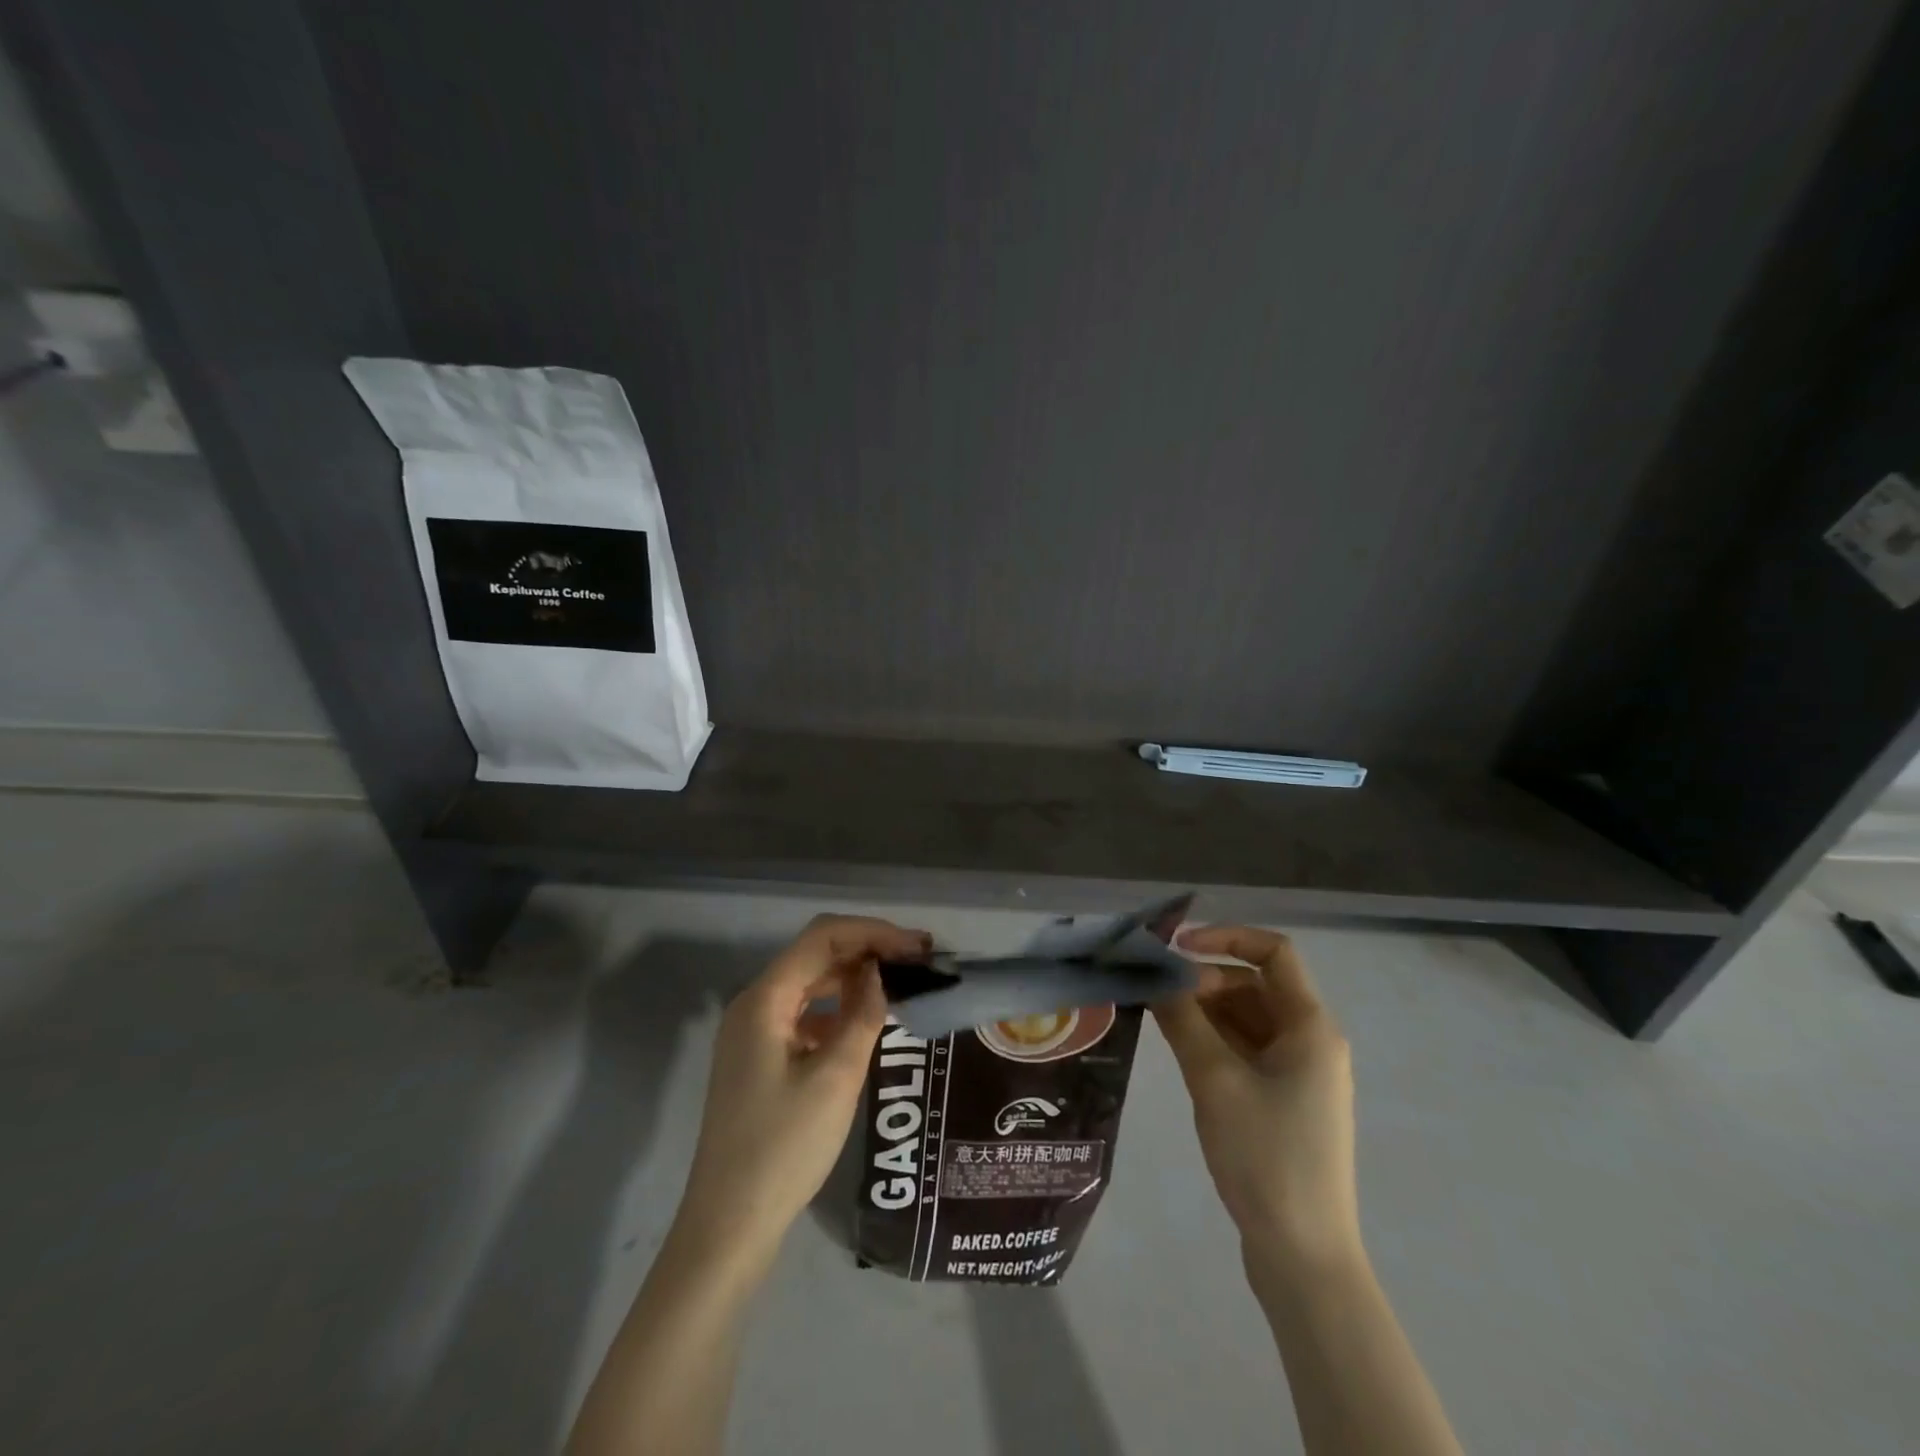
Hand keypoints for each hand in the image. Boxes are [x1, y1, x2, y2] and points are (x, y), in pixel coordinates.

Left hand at [675, 915, 931, 1257]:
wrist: (728, 1226)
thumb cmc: (784, 1148)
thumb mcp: (836, 1078)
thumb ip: (863, 1015)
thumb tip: (881, 972)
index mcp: (765, 999)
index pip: (823, 937)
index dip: (873, 932)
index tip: (918, 946)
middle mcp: (754, 1004)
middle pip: (815, 954)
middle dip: (868, 950)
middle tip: (920, 961)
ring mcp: (753, 1032)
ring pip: (811, 983)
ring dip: (854, 977)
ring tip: (901, 984)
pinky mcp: (760, 1057)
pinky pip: (804, 1014)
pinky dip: (837, 1008)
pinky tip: (866, 1021)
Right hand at [1153, 926, 1360, 1271]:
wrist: (1303, 1255)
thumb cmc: (1265, 1156)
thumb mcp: (1214, 1080)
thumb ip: (1183, 1019)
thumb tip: (1156, 977)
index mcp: (1311, 1027)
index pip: (1274, 953)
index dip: (1226, 937)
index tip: (1177, 948)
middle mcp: (1311, 1041)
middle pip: (1255, 985)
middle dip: (1206, 980)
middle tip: (1157, 994)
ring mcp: (1299, 1074)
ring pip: (1247, 1018)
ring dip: (1205, 1010)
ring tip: (1158, 1017)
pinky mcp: (1284, 1101)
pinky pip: (1246, 1050)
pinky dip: (1213, 1040)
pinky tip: (1179, 1049)